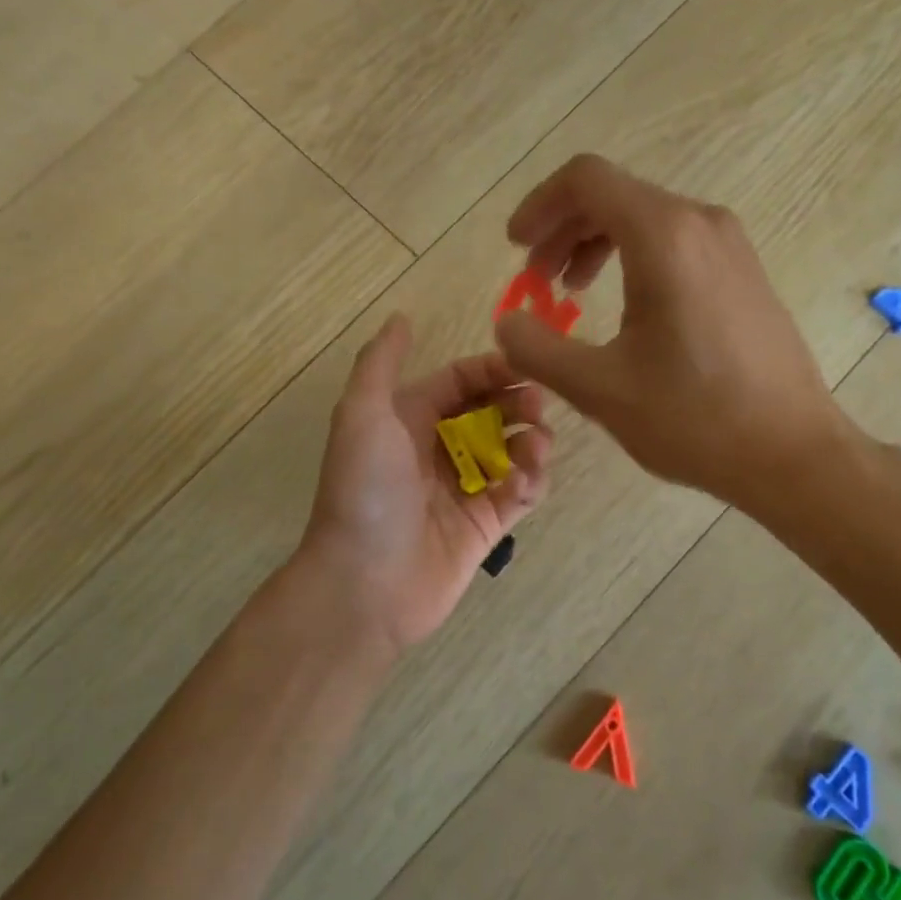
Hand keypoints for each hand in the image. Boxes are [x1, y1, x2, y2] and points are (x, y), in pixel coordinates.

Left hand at [302, 314, 552, 649]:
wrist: (363, 584)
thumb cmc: (364, 491)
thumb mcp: (361, 414)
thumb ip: (380, 362)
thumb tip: (401, 316)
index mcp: (409, 419)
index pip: (461, 380)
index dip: (493, 370)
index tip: (527, 368)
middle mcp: (438, 449)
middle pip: (491, 412)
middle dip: (518, 403)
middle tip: (539, 408)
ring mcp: (464, 489)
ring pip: (511, 451)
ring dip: (531, 441)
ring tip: (538, 445)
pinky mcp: (485, 525)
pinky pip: (519, 493)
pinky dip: (531, 481)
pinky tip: (529, 479)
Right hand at [493, 154, 848, 513]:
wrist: (793, 453)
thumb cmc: (695, 418)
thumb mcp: (599, 388)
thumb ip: (537, 349)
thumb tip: (506, 322)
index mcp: (664, 236)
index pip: (585, 180)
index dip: (539, 206)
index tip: (515, 248)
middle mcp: (700, 223)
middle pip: (613, 195)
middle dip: (561, 231)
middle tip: (535, 281)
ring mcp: (730, 245)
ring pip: (644, 218)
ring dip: (595, 244)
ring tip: (571, 292)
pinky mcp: (743, 271)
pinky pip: (675, 242)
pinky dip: (633, 258)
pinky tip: (625, 308)